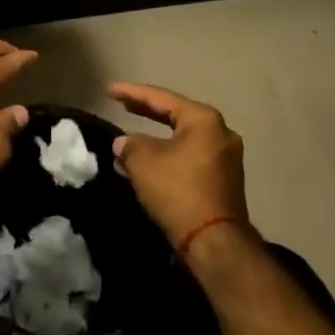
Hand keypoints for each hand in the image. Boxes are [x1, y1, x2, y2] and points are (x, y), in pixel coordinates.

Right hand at [109, 83, 251, 248]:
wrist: (214, 243)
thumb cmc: (178, 191)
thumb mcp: (143, 162)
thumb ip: (129, 145)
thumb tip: (123, 143)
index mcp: (203, 120)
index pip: (161, 98)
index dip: (132, 93)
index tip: (109, 90)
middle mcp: (220, 133)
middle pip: (175, 116)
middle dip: (146, 112)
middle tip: (122, 105)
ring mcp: (224, 159)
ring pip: (181, 140)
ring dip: (154, 140)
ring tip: (127, 141)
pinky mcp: (222, 181)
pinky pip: (188, 158)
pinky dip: (166, 157)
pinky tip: (145, 164)